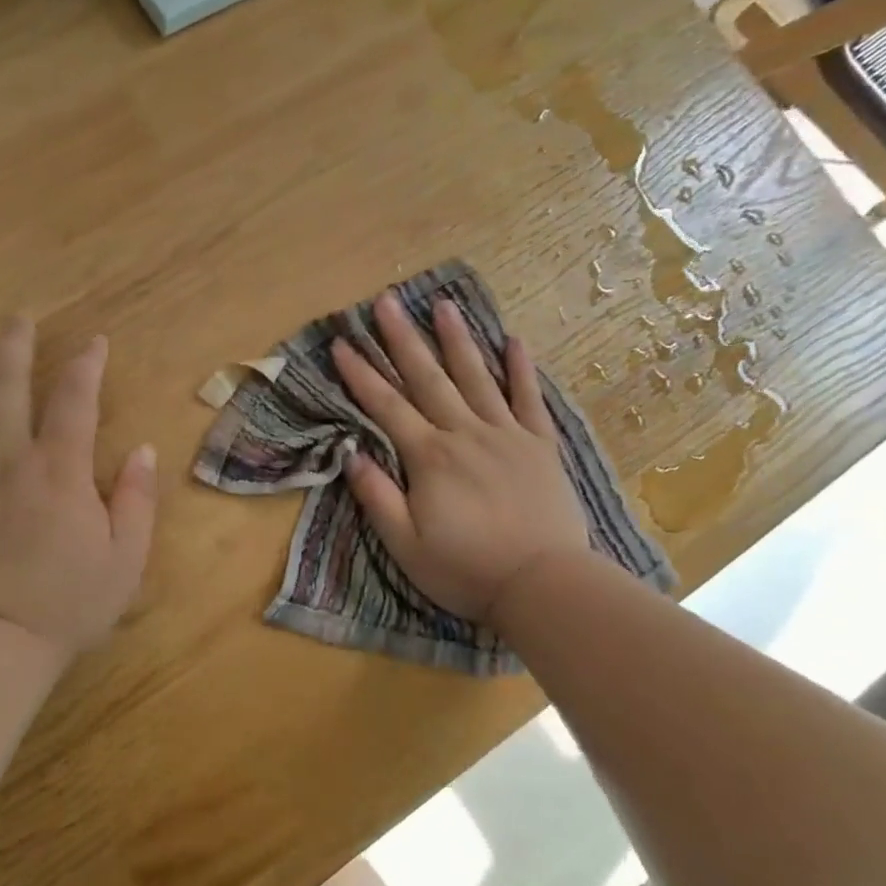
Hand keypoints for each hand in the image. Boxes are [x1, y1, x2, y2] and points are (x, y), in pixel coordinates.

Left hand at [0, 317, 157, 661]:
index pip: (74, 399)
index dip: (86, 364)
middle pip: (3, 383)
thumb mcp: (125, 557)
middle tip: (17, 317)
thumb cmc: (68, 602)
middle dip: (12, 343)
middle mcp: (6, 458)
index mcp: (59, 470)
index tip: (94, 342)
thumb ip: (136, 499)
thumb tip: (142, 450)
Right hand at [331, 294, 591, 623]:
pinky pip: (529, 399)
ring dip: (456, 339)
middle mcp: (465, 433)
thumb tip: (350, 453)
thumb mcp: (405, 545)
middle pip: (428, 378)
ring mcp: (506, 435)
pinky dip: (521, 368)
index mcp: (429, 457)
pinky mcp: (540, 445)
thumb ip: (377, 496)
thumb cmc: (466, 570)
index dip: (361, 374)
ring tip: (442, 304)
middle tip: (385, 300)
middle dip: (402, 338)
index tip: (341, 343)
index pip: (386, 406)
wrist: (544, 585)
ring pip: (476, 376)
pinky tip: (513, 340)